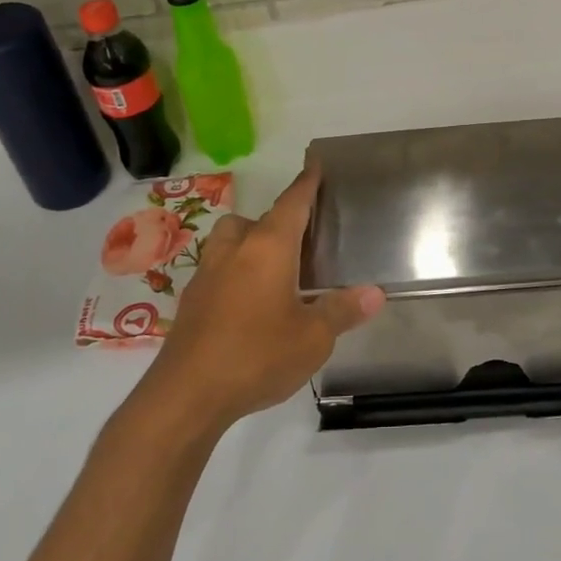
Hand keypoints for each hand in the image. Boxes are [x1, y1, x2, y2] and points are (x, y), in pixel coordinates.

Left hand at [142, 164, 384, 428]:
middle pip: (258, 218)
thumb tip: (375, 293)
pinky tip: (250, 300)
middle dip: (281, 219)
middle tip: (305, 236)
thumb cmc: (256, 356)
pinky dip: (237, 269)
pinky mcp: (192, 299)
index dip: (307, 183)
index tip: (316, 164)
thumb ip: (343, 311)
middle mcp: (235, 249)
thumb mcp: (312, 338)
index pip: (293, 203)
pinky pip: (219, 267)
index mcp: (268, 247)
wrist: (185, 395)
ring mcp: (208, 273)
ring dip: (252, 240)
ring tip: (276, 266)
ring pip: (231, 239)